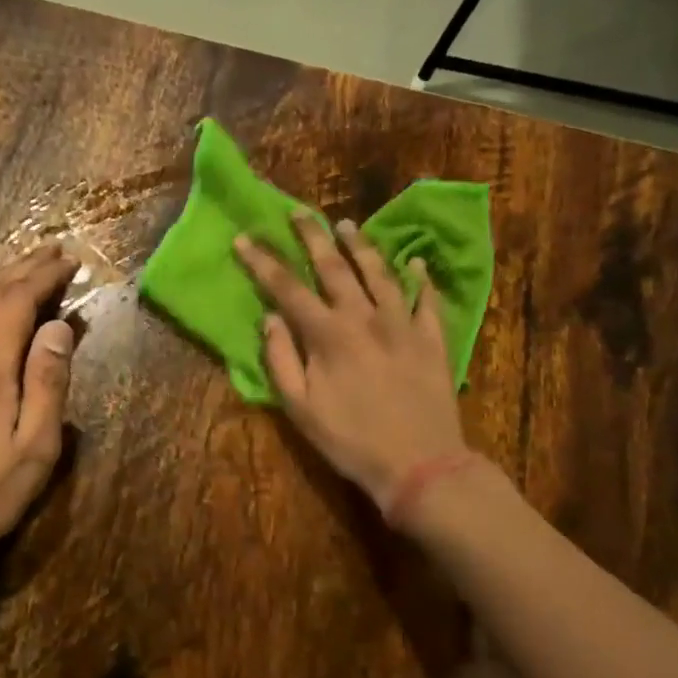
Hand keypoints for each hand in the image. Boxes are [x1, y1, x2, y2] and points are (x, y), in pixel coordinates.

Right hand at [235, 213, 466, 510]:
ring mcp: (403, 323)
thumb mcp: (300, 409)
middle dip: (311, 237)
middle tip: (297, 213)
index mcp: (327, 335)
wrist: (420, 464)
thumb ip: (280, 360)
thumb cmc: (350, 441)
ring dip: (361, 246)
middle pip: (334, 266)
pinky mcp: (432, 337)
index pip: (287, 288)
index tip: (244, 238)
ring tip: (346, 226)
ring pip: (380, 272)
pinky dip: (420, 277)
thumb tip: (270, 318)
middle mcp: (364, 317)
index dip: (263, 262)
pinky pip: (427, 298)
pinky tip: (414, 262)